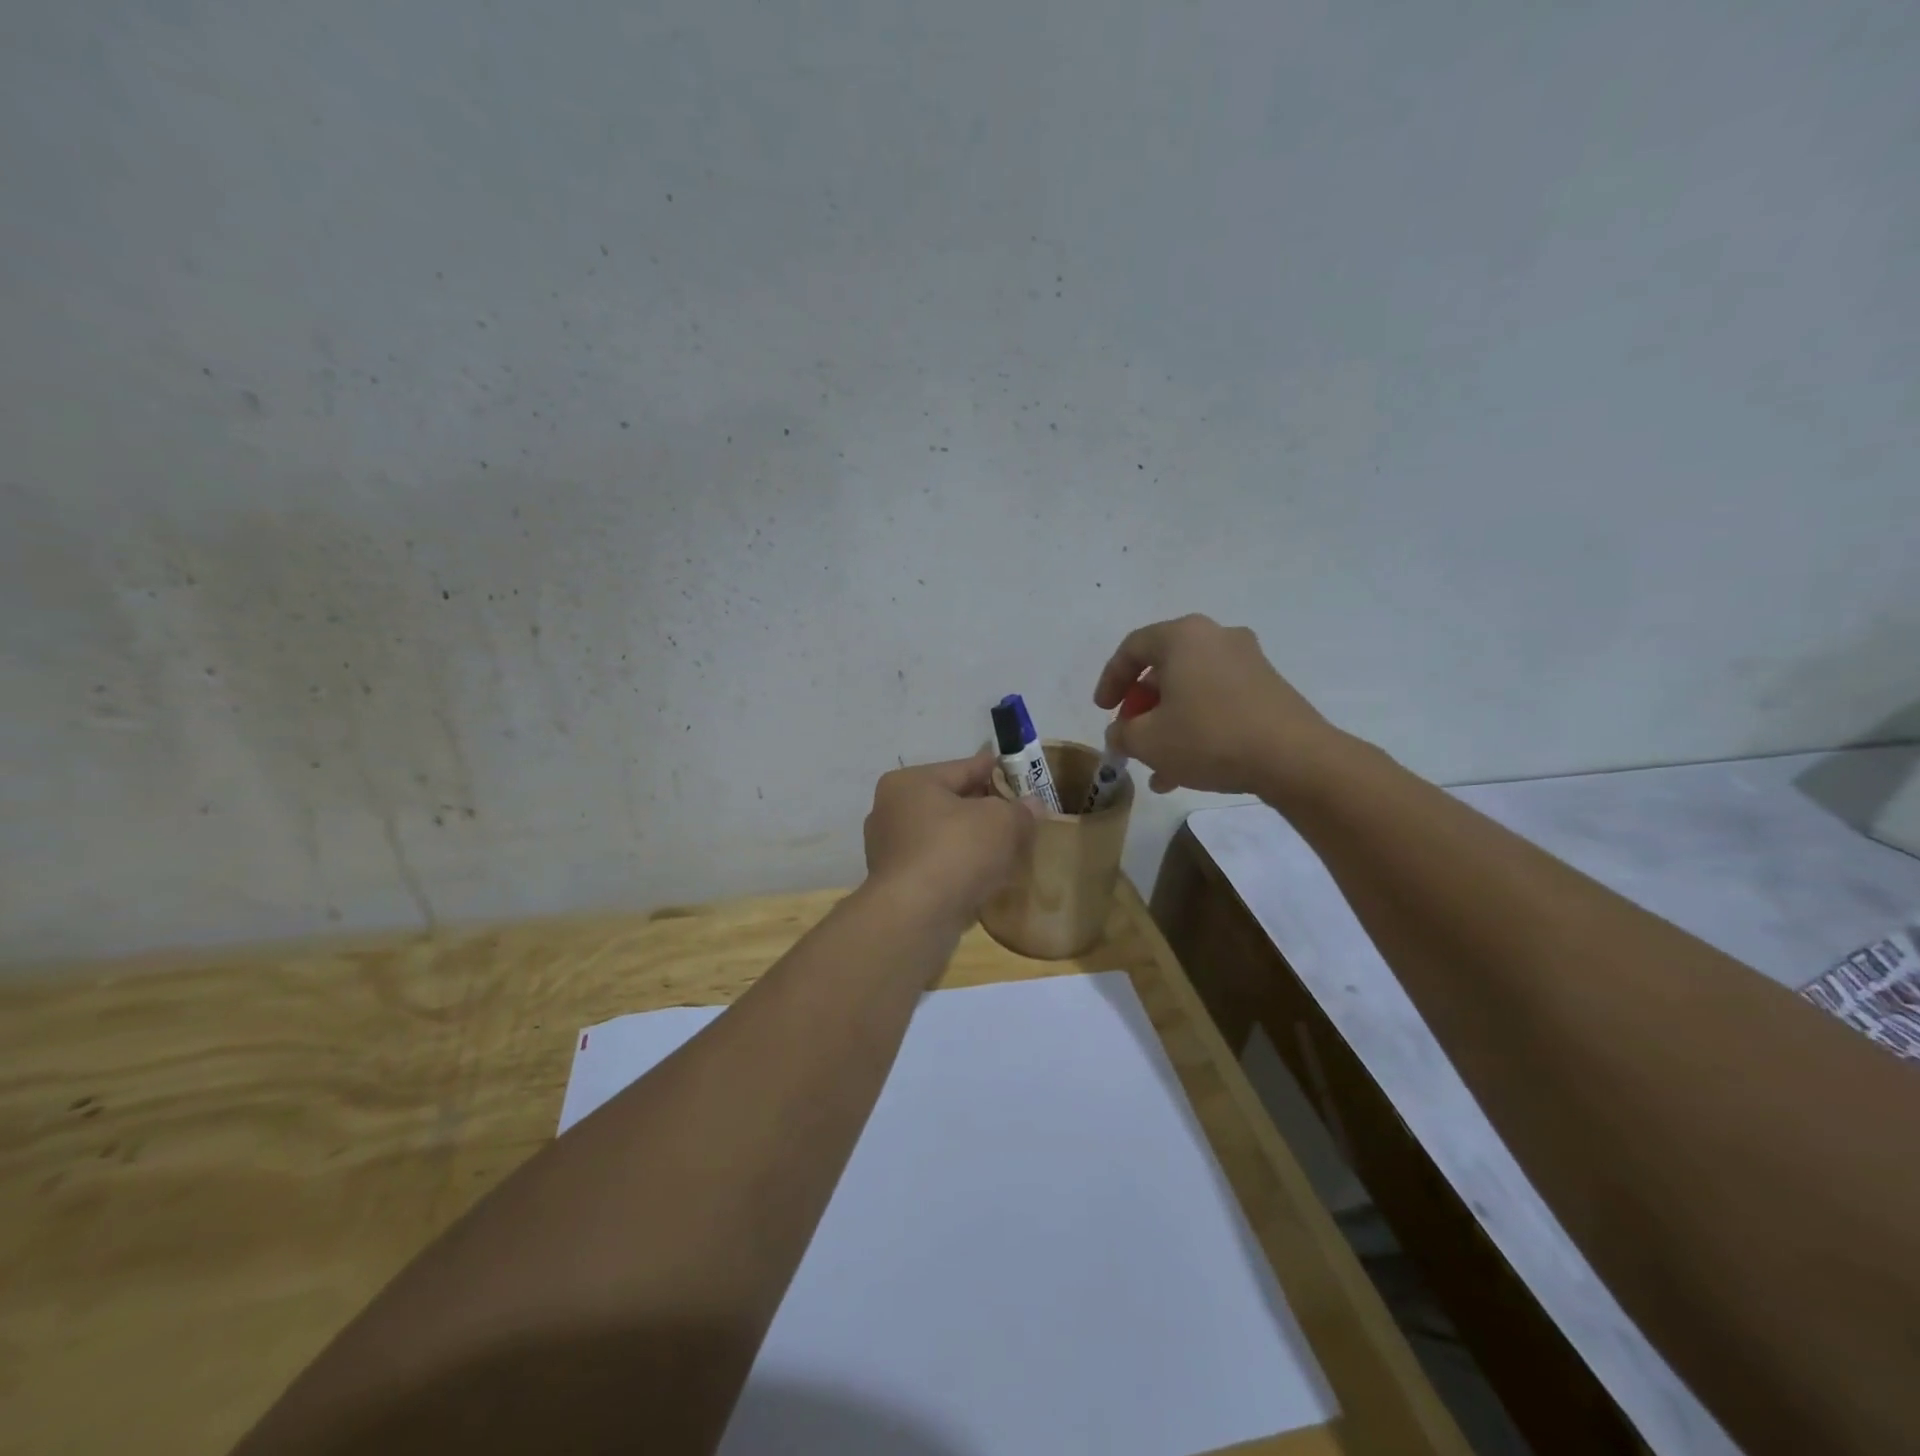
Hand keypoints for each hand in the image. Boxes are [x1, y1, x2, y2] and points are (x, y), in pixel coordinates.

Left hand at [862, 752, 1037, 928]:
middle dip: (985, 809)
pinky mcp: (896, 886)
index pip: (963, 768)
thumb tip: (1032, 806)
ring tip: (1008, 847)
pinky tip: (987, 878)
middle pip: (951, 803)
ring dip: (973, 842)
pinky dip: (961, 869)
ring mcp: (890, 851)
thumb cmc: (955, 852)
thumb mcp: (1002, 821)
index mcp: (910, 784)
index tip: (1018, 771)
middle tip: (1019, 814)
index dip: (996, 769)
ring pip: (944, 837)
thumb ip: (1020, 810)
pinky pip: (938, 867)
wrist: (914, 918)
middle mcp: (891, 812)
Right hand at [1093, 614, 1338, 797]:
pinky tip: (1186, 770)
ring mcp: (1248, 662)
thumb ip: (1122, 733)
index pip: (1132, 648)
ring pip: (1191, 690)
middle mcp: (1217, 638)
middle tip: (1130, 735)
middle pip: (1164, 669)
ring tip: (1155, 766)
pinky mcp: (1268, 688)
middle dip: (1141, 707)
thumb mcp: (1148, 740)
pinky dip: (1196, 726)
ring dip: (1167, 724)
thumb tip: (1121, 732)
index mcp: (1183, 637)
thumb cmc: (1209, 737)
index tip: (1103, 710)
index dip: (1110, 680)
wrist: (1294, 759)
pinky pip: (1217, 702)